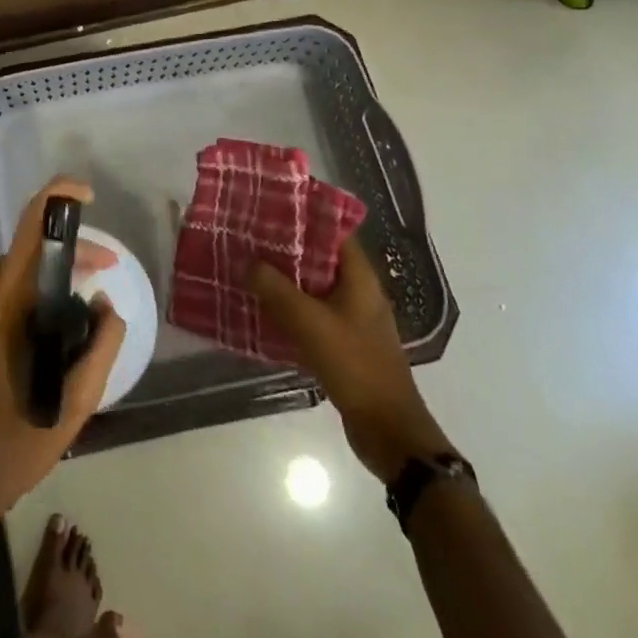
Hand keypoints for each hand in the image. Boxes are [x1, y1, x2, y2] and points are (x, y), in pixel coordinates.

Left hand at [0, 177, 126, 527]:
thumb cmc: (15, 446)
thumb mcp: (76, 403)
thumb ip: (101, 345)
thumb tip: (104, 304)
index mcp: (0, 304)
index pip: (30, 228)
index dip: (58, 198)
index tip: (86, 195)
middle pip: (22, 256)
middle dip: (64, 259)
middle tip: (100, 278)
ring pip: (6, 278)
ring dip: (39, 285)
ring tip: (71, 315)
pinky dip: (15, 302)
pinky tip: (34, 335)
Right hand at [250, 230, 449, 483]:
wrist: (389, 430)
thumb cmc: (355, 365)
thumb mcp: (310, 323)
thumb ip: (276, 289)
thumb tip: (248, 261)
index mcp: (360, 278)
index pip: (333, 232)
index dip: (304, 217)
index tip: (270, 208)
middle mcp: (359, 292)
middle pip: (320, 258)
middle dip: (287, 247)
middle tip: (250, 236)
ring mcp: (354, 319)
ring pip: (314, 287)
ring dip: (286, 279)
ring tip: (250, 267)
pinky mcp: (345, 343)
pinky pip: (314, 313)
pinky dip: (291, 307)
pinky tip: (264, 309)